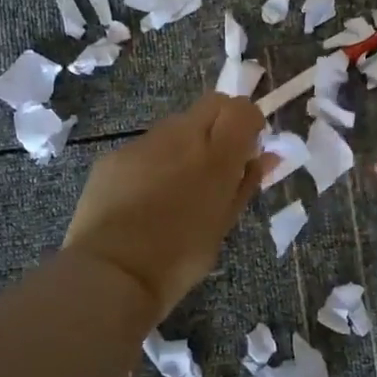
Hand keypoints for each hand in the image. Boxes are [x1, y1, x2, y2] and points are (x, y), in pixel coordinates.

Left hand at [63, 93, 265, 320]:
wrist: (111, 273)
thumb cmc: (179, 258)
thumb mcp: (223, 224)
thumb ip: (245, 183)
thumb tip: (265, 157)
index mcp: (217, 155)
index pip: (243, 109)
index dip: (249, 123)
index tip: (247, 148)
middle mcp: (182, 136)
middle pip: (212, 103)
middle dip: (221, 122)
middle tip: (218, 161)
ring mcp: (145, 142)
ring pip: (177, 123)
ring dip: (187, 141)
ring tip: (178, 184)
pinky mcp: (115, 155)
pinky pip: (146, 146)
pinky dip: (155, 160)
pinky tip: (145, 196)